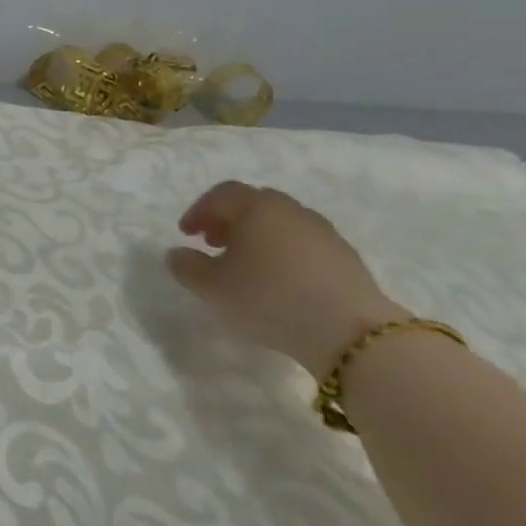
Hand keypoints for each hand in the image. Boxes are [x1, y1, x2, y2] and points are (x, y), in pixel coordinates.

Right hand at [165, 181, 405, 379]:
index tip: (186, 234)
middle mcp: (292, 211)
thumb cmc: (267, 298)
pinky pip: (303, 244)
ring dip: (258, 237)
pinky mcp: (345, 257)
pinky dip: (283, 252)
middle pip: (254, 204)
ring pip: (281, 223)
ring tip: (246, 266)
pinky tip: (278, 281)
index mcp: (257, 208)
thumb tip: (177, 254)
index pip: (222, 194)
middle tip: (213, 244)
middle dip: (229, 220)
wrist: (348, 331)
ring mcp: (324, 232)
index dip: (199, 210)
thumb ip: (186, 267)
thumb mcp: (211, 287)